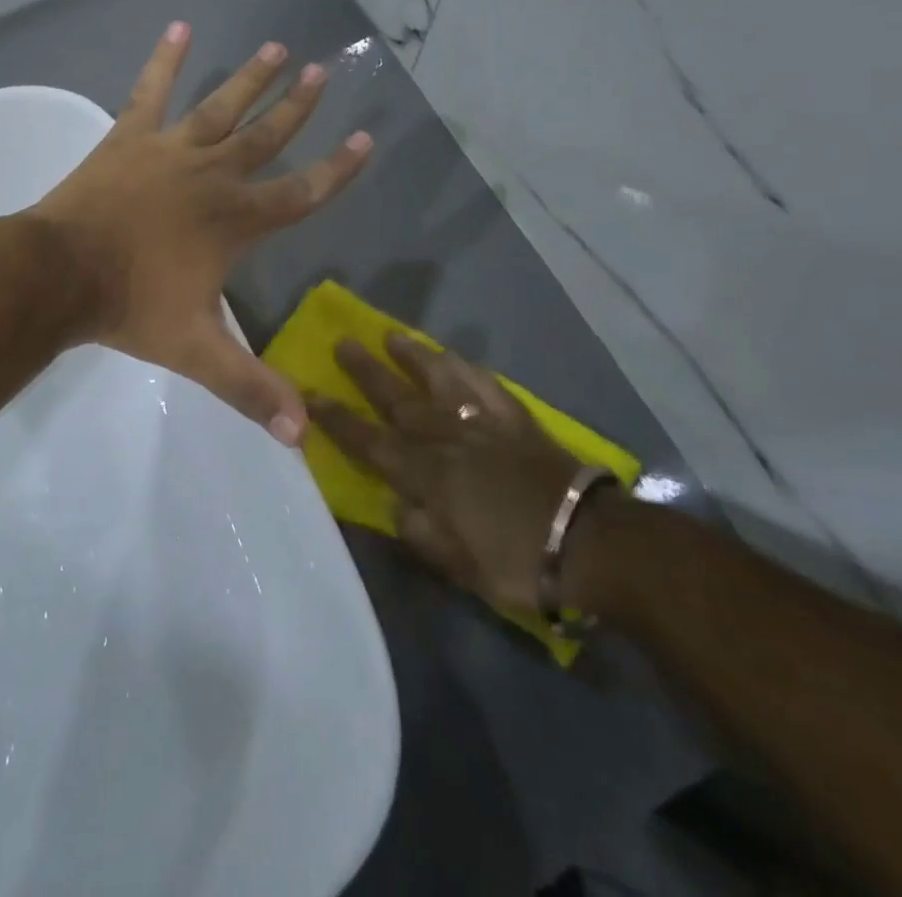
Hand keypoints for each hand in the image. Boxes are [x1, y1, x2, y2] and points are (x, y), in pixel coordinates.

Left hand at [31, 23, 372, 446]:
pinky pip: (150, 91)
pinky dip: (164, 58)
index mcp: (235, 221)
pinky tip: (178, 26)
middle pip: (266, 137)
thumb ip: (250, 388)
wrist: (61, 275)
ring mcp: (170, 150)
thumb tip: (301, 437)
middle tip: (322, 70)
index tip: (366, 137)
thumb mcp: (197, 353)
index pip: (301, 192)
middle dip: (298, 107)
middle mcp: (212, 176)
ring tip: (275, 47)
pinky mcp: (130, 138)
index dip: (337, 168)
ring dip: (250, 78)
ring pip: (221, 107)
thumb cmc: (131, 309)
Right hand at [311, 335, 607, 614]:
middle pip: (400, 399)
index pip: (370, 442)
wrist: (592, 545)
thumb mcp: (460, 567)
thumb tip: (395, 503)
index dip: (337, 419)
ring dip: (414, 356)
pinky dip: (468, 369)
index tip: (310, 393)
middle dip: (367, 372)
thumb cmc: (519, 563)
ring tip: (392, 335)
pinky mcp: (517, 420)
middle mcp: (448, 439)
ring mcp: (484, 424)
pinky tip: (456, 356)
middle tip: (342, 343)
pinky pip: (487, 386)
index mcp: (428, 476)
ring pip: (441, 381)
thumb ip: (420, 532)